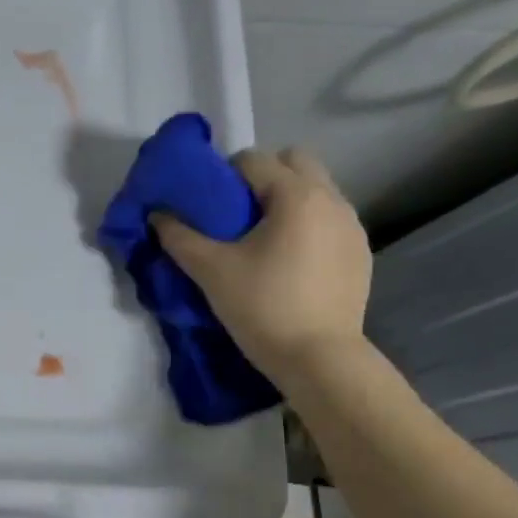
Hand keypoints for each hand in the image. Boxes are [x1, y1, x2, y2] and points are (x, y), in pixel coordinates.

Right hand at [151, 146, 371, 383]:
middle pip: (295, 161)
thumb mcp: (210, 271)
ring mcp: (352, 225)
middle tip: (237, 213)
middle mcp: (331, 199)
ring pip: (316, 189)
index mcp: (296, 195)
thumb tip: (157, 215)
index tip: (207, 201)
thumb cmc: (261, 306)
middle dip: (263, 176)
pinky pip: (330, 219)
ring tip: (262, 238)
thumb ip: (179, 237)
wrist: (318, 357)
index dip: (223, 173)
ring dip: (287, 199)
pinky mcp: (360, 251)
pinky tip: (290, 261)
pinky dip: (308, 224)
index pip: (254, 159)